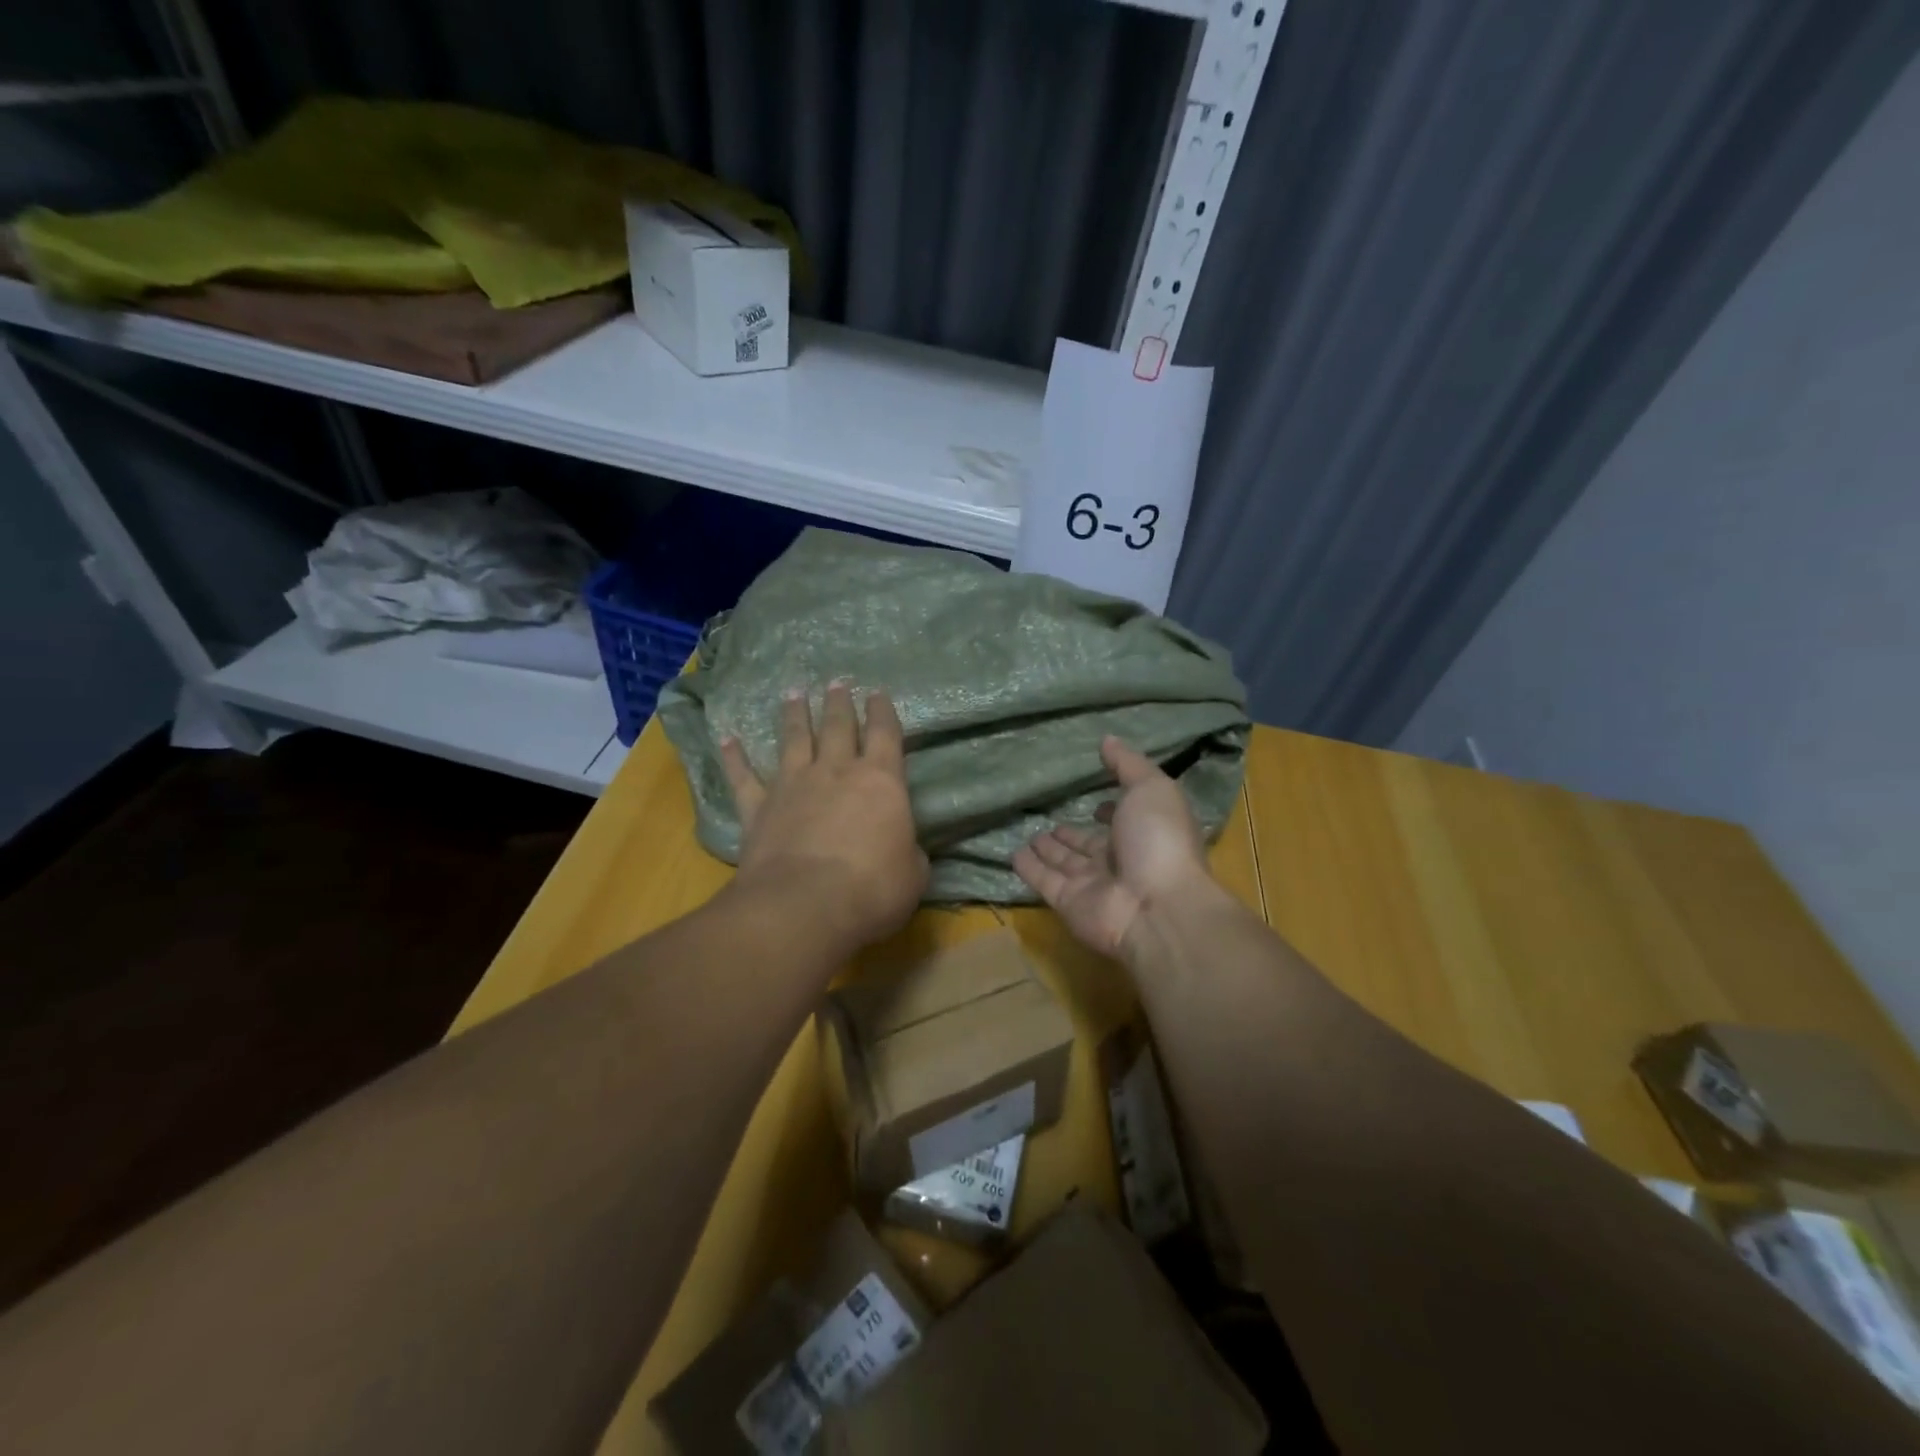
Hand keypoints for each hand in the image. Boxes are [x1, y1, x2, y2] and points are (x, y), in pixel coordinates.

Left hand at [719, 682, 928, 951]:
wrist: (804, 906)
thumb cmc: (872, 889)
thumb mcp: (913, 874)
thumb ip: (909, 853)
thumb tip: (905, 851)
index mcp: (881, 781)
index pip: (885, 734)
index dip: (883, 711)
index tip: (877, 691)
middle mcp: (836, 771)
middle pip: (837, 726)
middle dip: (839, 703)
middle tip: (836, 681)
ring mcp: (793, 785)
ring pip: (794, 739)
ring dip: (794, 715)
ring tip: (793, 693)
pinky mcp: (758, 808)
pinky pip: (743, 776)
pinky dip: (734, 757)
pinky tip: (727, 738)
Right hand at [1013, 736, 1215, 957]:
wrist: (1156, 908)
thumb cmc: (1159, 841)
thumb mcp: (1151, 789)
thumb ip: (1128, 764)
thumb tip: (1107, 739)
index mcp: (1143, 834)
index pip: (1121, 821)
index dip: (1109, 810)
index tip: (1095, 802)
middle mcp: (1118, 860)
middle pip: (1088, 845)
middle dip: (1071, 834)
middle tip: (1049, 822)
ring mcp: (1093, 885)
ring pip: (1064, 863)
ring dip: (1048, 850)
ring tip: (1030, 834)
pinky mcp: (1067, 902)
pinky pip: (1044, 881)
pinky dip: (1029, 869)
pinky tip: (1014, 855)